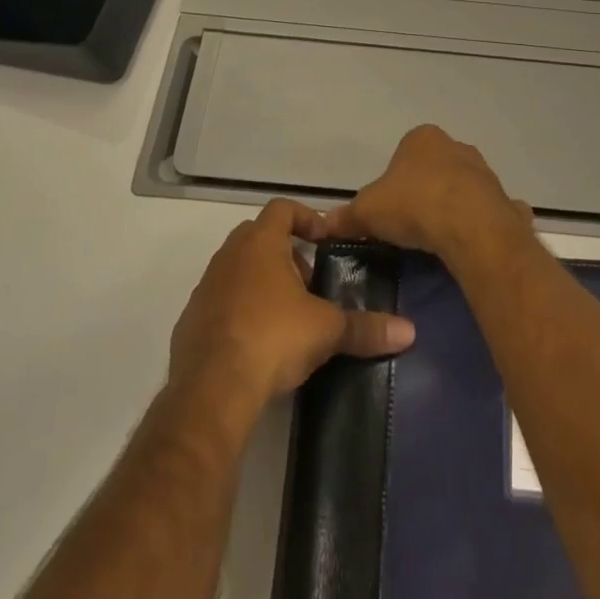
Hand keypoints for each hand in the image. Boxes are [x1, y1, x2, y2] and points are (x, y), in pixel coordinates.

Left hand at [169, 199, 415, 415]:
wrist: (210, 389)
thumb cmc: (272, 338)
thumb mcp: (327, 330)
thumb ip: (366, 327)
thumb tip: (409, 331)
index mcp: (259, 243)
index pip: (282, 209)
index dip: (306, 218)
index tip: (325, 239)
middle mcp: (228, 256)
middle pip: (258, 237)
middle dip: (286, 254)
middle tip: (310, 281)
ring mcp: (205, 288)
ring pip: (238, 270)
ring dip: (262, 282)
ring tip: (288, 314)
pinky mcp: (190, 322)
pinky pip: (221, 303)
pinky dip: (240, 311)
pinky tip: (259, 342)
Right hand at [319, 125, 532, 262]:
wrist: (470, 226)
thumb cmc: (414, 205)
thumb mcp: (367, 210)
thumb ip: (348, 216)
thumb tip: (326, 223)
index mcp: (422, 139)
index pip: (404, 153)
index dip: (393, 180)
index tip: (388, 208)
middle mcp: (456, 147)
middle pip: (434, 169)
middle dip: (424, 192)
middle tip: (410, 225)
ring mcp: (485, 173)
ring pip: (462, 189)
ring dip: (452, 208)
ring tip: (436, 241)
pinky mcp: (504, 200)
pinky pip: (489, 213)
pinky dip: (481, 226)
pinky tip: (470, 246)